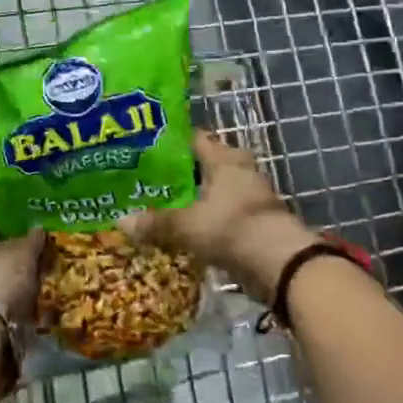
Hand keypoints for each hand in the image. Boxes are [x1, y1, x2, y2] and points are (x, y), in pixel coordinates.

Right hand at [121, 129, 314, 296]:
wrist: (282, 265)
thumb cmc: (232, 229)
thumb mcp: (186, 226)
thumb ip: (154, 223)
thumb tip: (120, 222)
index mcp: (224, 158)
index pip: (194, 137)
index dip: (170, 141)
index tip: (145, 148)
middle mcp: (240, 169)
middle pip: (206, 163)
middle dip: (182, 171)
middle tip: (152, 178)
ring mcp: (252, 195)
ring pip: (217, 188)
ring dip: (196, 195)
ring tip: (165, 203)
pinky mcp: (257, 220)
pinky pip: (225, 211)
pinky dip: (208, 216)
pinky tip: (188, 226)